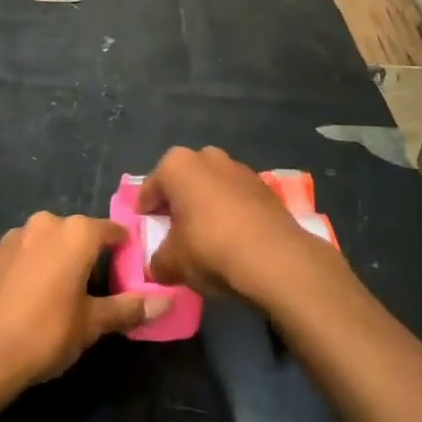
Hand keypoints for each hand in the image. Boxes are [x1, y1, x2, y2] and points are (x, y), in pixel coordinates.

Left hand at [0, 212, 171, 400]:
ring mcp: (13, 236)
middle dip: (87, 256)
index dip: (124, 249)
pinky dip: (28, 269)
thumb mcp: (92, 324)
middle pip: (76, 234)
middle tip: (93, 291)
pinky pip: (20, 255)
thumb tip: (168, 301)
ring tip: (57, 297)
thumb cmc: (45, 334)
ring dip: (55, 260)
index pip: (111, 231)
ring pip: (46, 242)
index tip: (130, 270)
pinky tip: (25, 300)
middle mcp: (45, 223)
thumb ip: (129, 308)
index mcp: (76, 233)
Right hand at [142, 147, 332, 302]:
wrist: (276, 258)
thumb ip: (157, 261)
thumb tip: (157, 265)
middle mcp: (207, 156)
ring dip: (206, 206)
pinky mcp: (264, 186)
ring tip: (205, 237)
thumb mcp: (172, 262)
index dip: (145, 212)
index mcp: (177, 165)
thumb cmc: (211, 249)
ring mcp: (239, 168)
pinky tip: (232, 238)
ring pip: (211, 187)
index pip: (150, 188)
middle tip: (174, 232)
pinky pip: (236, 198)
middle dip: (177, 203)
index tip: (145, 230)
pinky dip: (230, 213)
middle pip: (183, 182)